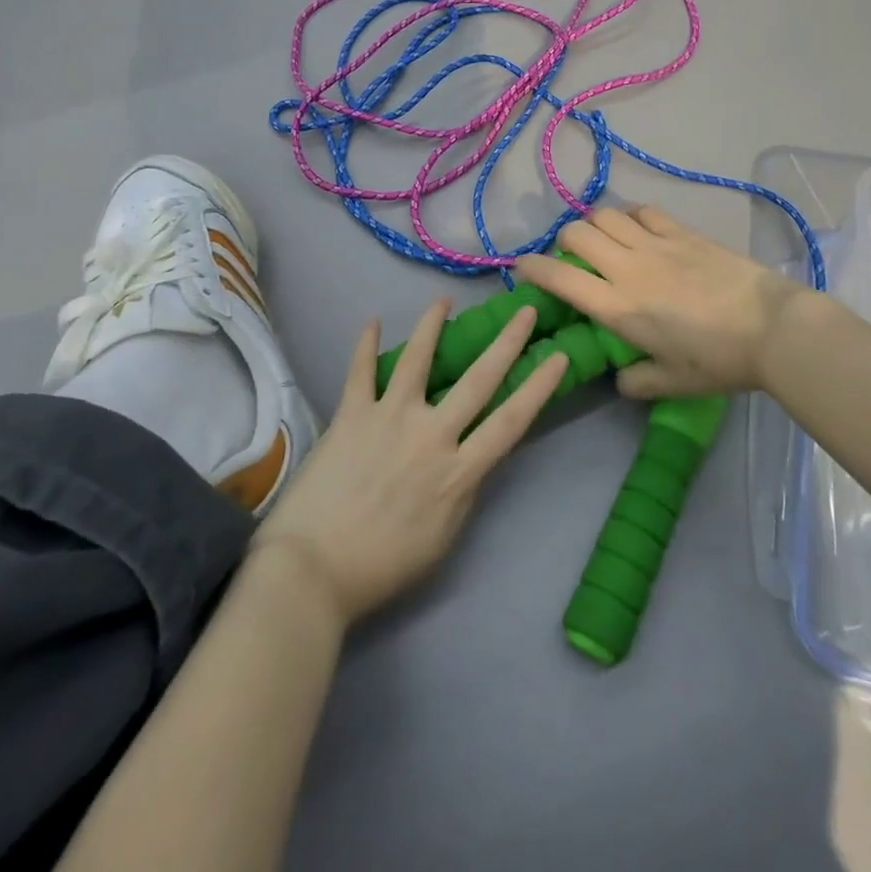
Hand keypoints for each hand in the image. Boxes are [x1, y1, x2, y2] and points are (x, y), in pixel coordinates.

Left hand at [252, 299, 567, 627]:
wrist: (313, 570)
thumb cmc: (383, 567)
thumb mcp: (442, 540)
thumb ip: (462, 493)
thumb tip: (471, 459)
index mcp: (458, 471)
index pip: (512, 420)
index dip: (539, 386)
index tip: (557, 355)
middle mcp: (431, 434)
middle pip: (478, 379)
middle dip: (507, 342)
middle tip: (525, 311)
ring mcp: (389, 418)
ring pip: (418, 360)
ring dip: (432, 326)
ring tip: (443, 300)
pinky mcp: (351, 414)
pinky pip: (360, 371)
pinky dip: (365, 345)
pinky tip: (373, 322)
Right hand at [512, 206, 807, 397]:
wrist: (773, 328)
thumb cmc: (719, 361)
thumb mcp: (672, 384)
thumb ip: (637, 382)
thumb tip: (620, 376)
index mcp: (618, 307)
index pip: (560, 278)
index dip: (532, 268)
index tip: (522, 267)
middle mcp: (628, 268)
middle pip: (577, 234)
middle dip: (564, 241)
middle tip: (573, 258)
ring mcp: (656, 244)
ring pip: (606, 215)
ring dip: (595, 224)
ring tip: (604, 240)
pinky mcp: (683, 232)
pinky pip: (644, 211)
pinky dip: (631, 216)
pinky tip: (639, 229)